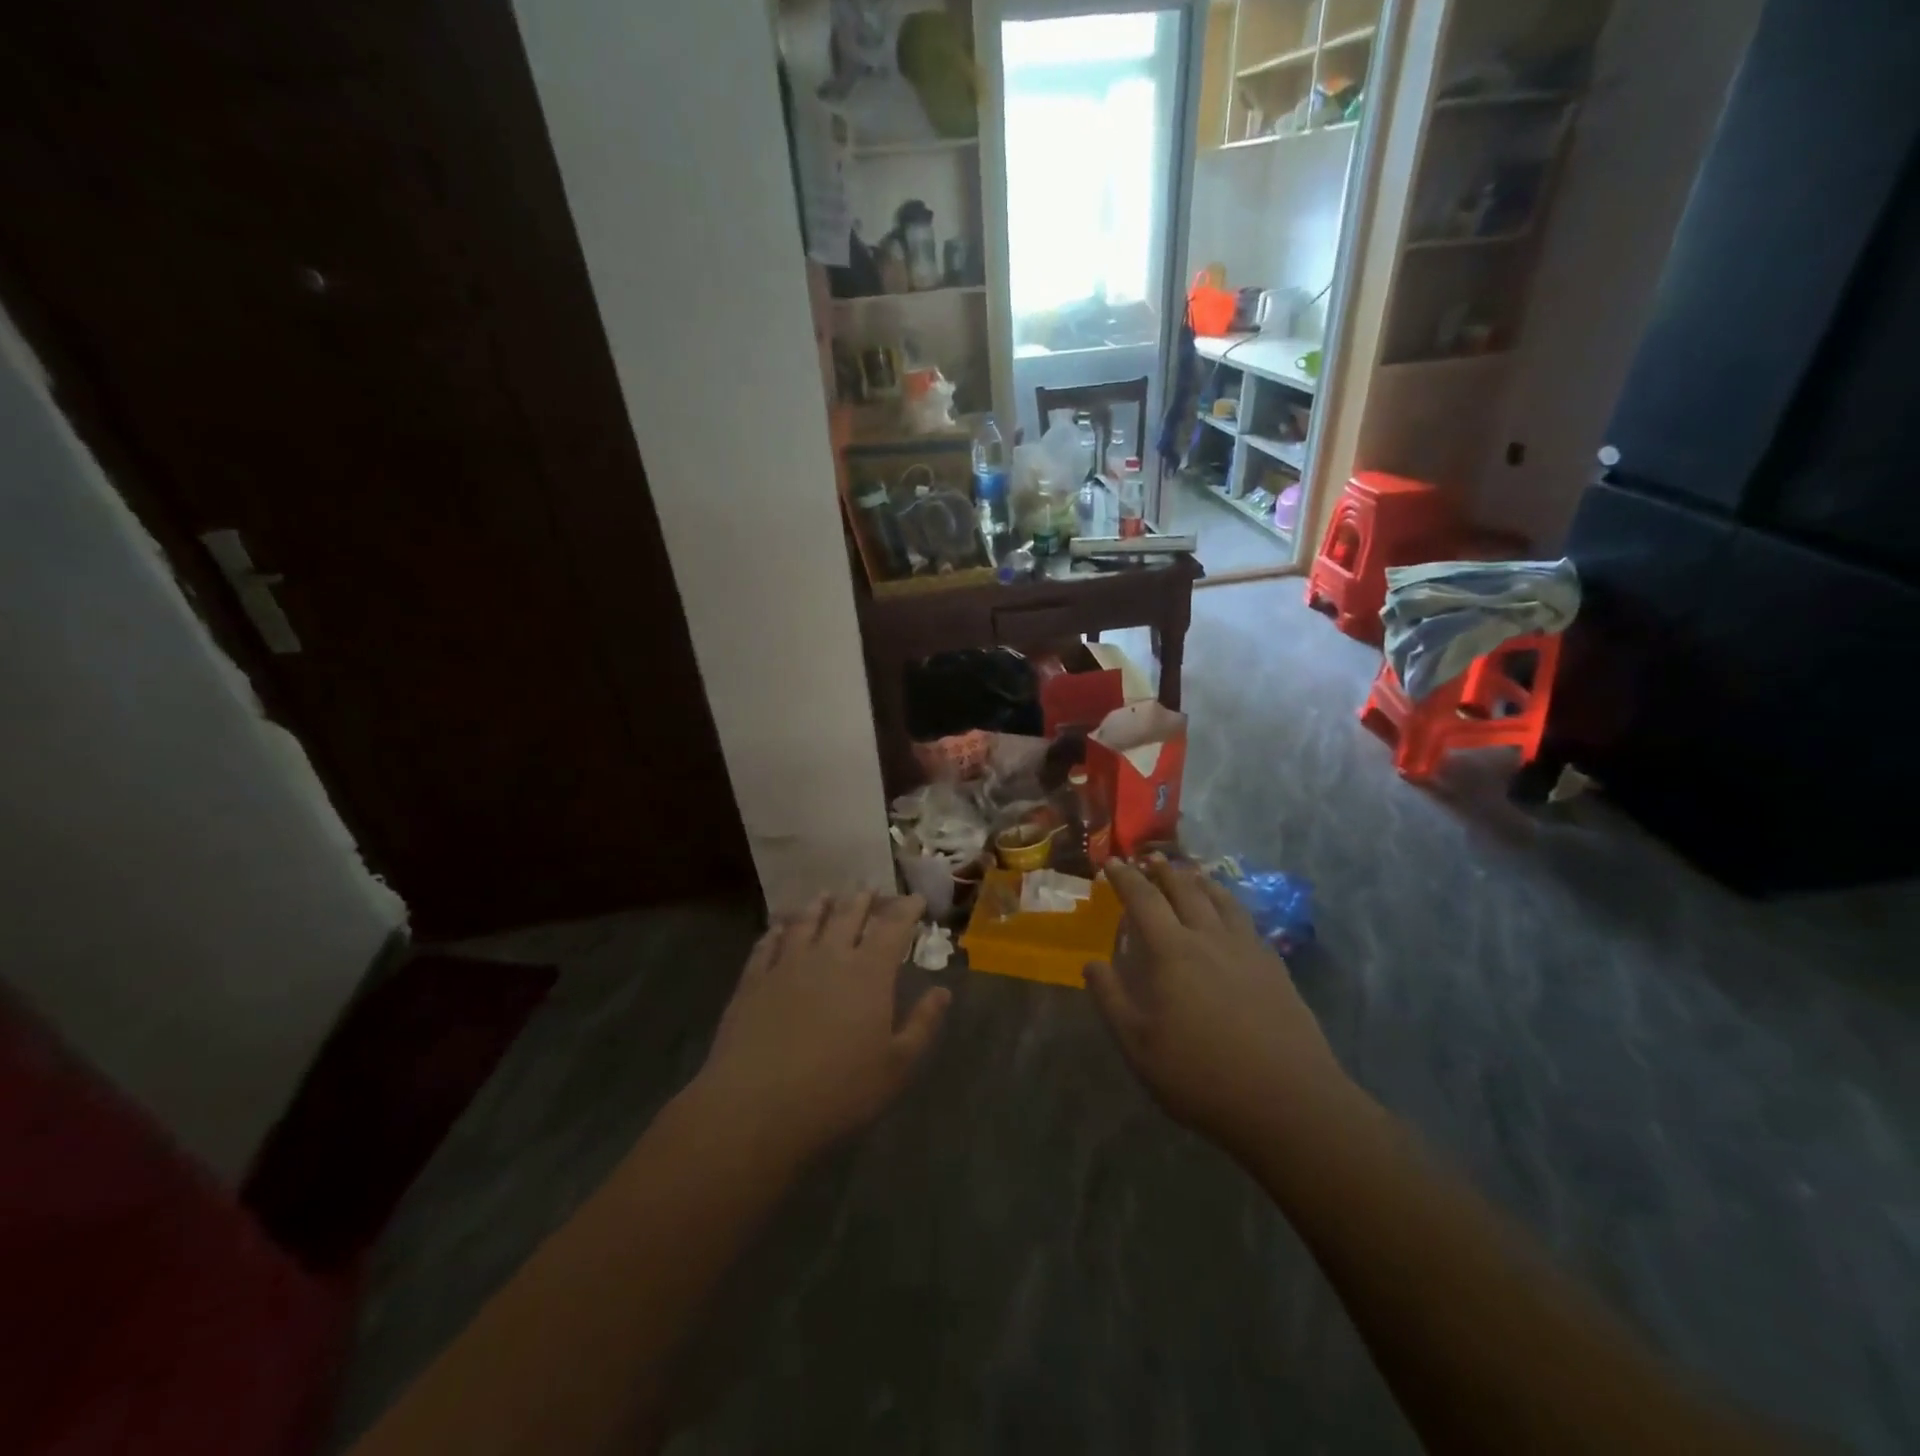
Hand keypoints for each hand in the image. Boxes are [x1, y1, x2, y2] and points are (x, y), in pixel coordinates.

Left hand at [693, 892, 950, 1164]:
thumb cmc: (837, 1091)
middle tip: (870, 890)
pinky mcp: (753, 980)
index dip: (906, 909)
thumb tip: (942, 991)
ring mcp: (787, 964)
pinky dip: (777, 930)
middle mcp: (829, 956)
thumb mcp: (896, 1067)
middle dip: (863, 899)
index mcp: (869, 973)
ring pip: (806, 921)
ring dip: (820, 905)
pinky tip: (779, 927)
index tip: (915, 899)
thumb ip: (922, 1024)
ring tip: (827, 895)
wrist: (755, 1106)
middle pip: (848, 915)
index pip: (893, 927)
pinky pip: (767, 944)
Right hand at [1086, 858, 1347, 1153]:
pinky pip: (1247, 920)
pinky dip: (1230, 903)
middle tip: (1149, 859)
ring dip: (1199, 880)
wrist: (1287, 1101)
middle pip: (1185, 889)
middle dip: (1163, 870)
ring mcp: (1247, 949)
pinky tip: (1231, 914)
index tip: (1113, 863)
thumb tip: (1092, 963)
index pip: (1143, 900)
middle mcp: (1209, 938)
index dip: (1125, 878)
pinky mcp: (1274, 967)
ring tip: (1190, 872)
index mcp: (1172, 952)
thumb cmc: (1201, 1075)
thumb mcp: (1138, 1046)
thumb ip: (1111, 999)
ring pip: (1220, 899)